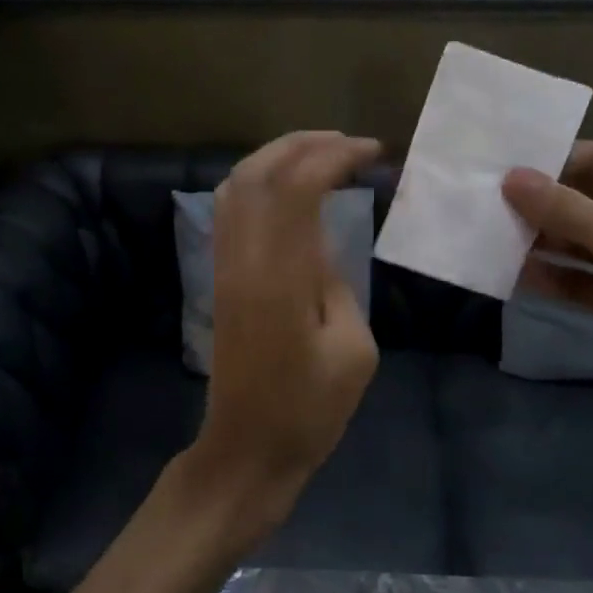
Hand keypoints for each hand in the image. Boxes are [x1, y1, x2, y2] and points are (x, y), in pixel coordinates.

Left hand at [191, 131, 381, 531]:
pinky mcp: (220, 276)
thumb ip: (339, 283)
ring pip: (236, 184)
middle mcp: (243, 259)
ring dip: (278, 157)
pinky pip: (230, 209)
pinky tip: (288, 188)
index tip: (373, 153)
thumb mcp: (353, 350)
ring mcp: (224, 265)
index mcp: (280, 277)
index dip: (334, 156)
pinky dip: (259, 181)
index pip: (297, 187)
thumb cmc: (309, 410)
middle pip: (259, 172)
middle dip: (305, 144)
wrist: (247, 448)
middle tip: (350, 144)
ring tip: (322, 155)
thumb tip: (322, 246)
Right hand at [502, 143, 592, 427]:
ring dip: (542, 242)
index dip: (553, 161)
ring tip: (492, 237)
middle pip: (584, 202)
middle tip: (486, 204)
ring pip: (579, 244)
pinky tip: (517, 276)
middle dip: (541, 204)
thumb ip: (566, 209)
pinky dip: (554, 278)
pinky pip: (582, 282)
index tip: (503, 168)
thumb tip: (511, 178)